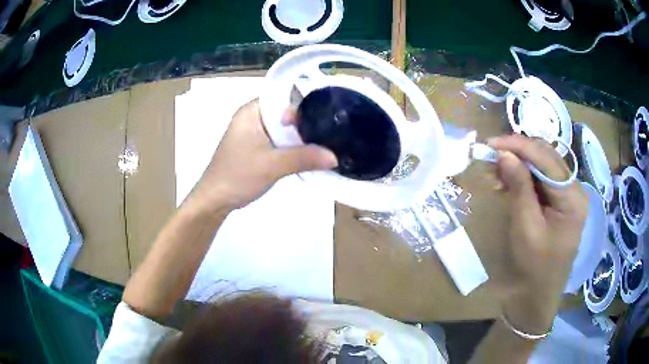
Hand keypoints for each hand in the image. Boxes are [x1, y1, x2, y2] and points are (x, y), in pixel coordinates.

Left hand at [190, 100, 337, 212]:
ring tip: (322, 147)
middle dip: (305, 126)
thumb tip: (334, 157)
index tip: (323, 123)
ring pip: (283, 130)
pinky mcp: (255, 147)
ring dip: (299, 139)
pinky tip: (306, 157)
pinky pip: (278, 141)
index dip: (303, 109)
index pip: (284, 98)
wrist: (215, 200)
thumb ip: (304, 158)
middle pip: (286, 114)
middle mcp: (253, 117)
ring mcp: (254, 133)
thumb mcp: (273, 165)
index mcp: (252, 110)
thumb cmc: (238, 176)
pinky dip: (291, 148)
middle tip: (327, 137)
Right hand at [488, 135, 587, 334]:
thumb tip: (504, 154)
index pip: (546, 158)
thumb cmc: (534, 267)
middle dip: (518, 153)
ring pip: (543, 165)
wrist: (538, 296)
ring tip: (495, 171)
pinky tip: (508, 182)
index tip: (490, 143)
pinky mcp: (561, 202)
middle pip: (547, 157)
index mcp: (573, 198)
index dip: (519, 146)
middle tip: (490, 156)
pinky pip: (542, 180)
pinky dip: (524, 176)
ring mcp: (569, 195)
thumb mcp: (525, 227)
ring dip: (519, 164)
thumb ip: (519, 187)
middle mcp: (575, 190)